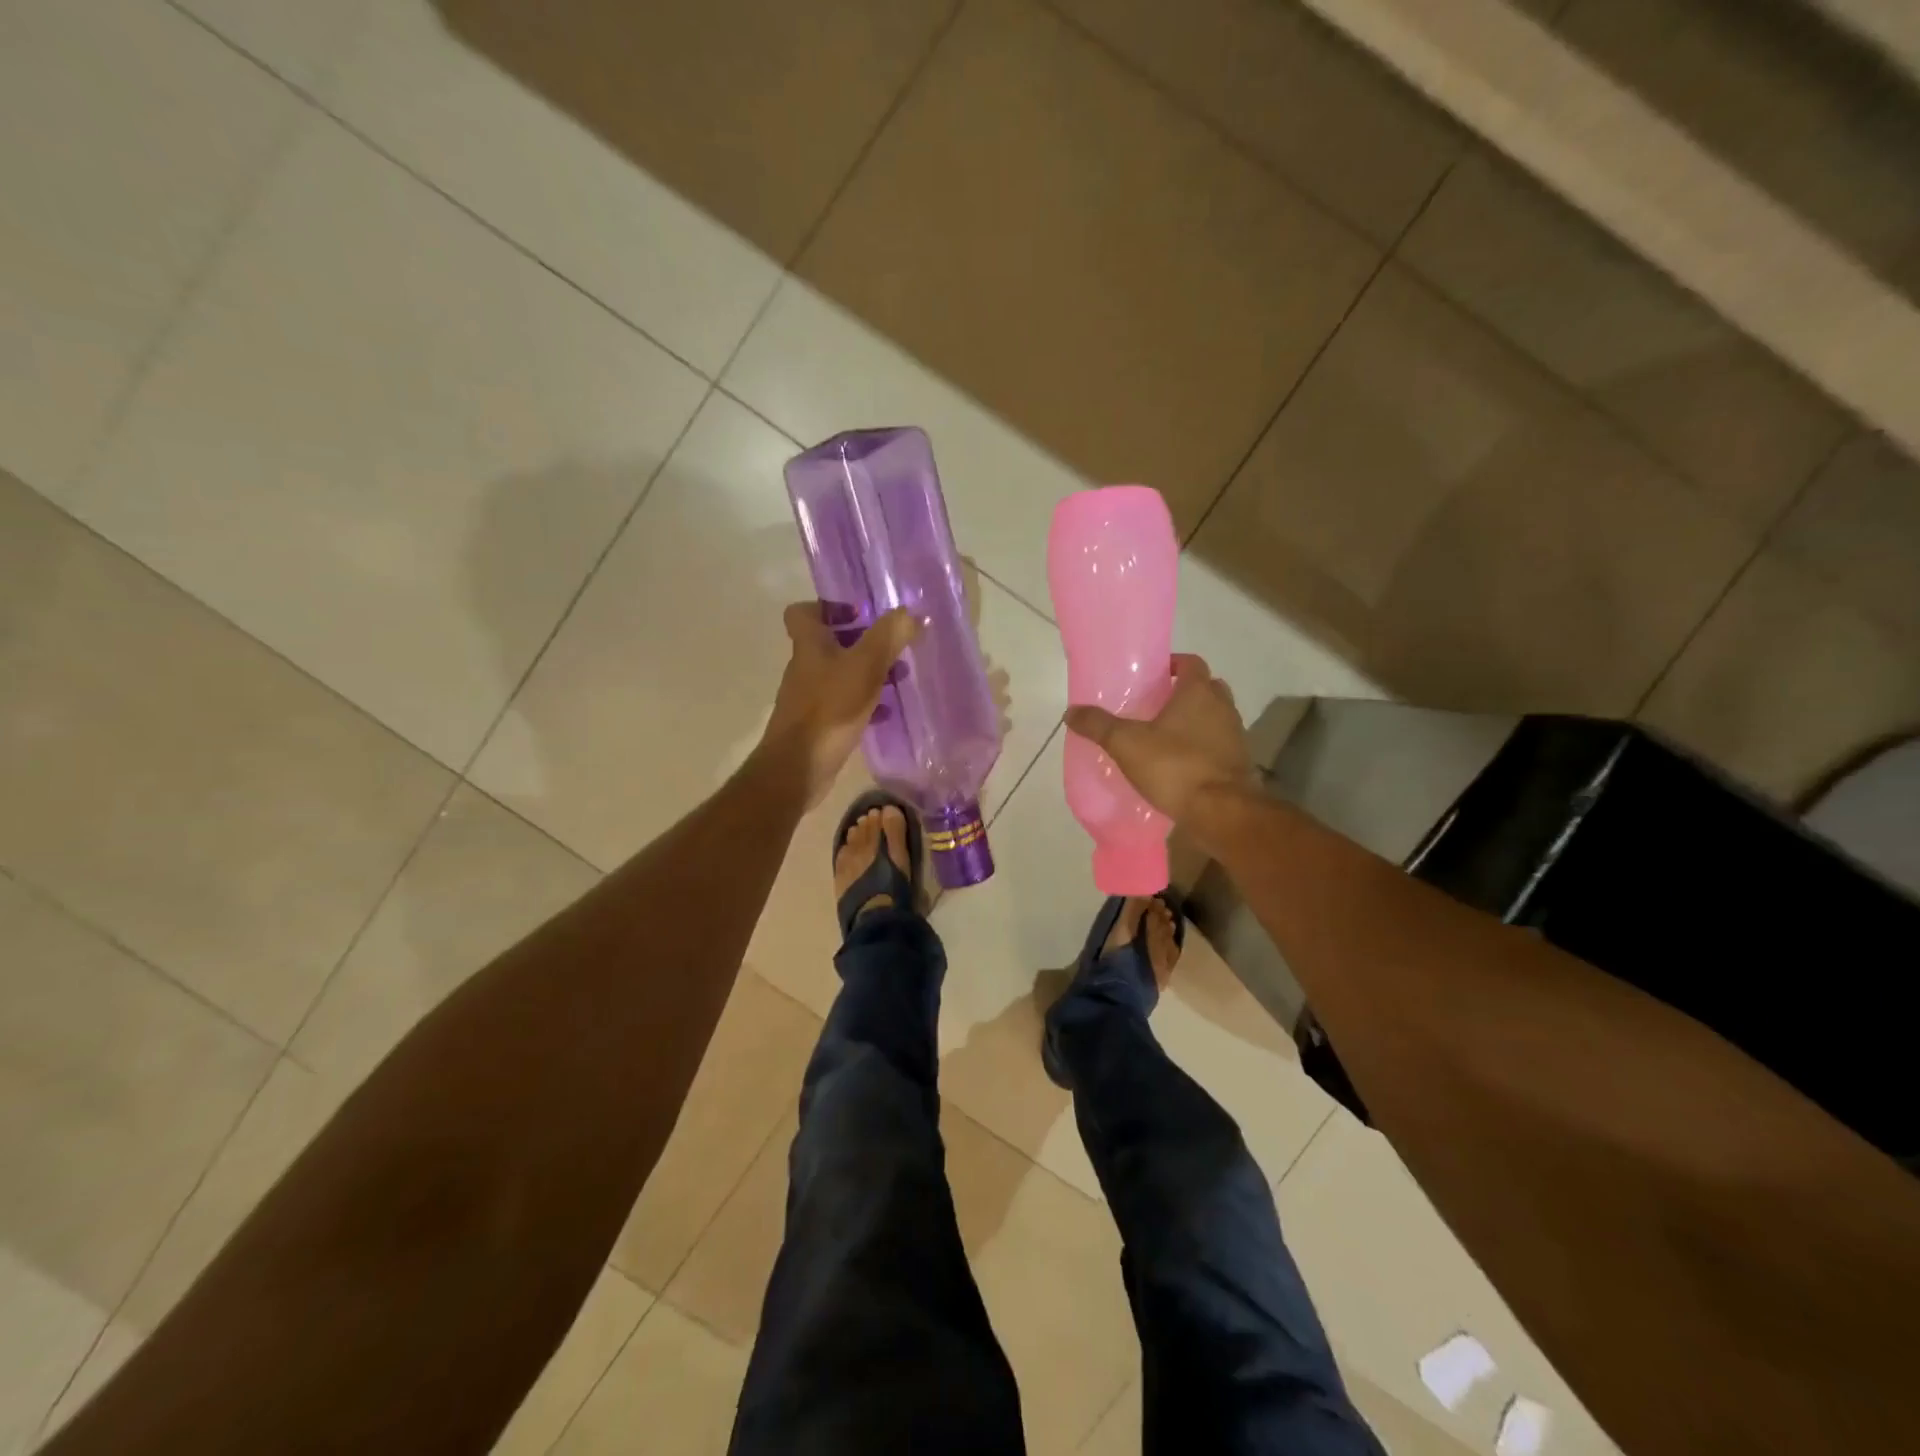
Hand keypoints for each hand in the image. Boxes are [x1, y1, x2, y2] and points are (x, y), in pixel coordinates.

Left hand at [763, 602, 919, 806]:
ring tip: (898, 679)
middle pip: (829, 643)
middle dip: (862, 642)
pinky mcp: (816, 725)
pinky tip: (886, 713)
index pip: (804, 612)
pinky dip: (864, 702)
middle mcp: (805, 668)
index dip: (829, 606)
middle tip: (892, 648)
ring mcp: (808, 698)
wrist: (798, 767)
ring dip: (867, 673)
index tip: (861, 614)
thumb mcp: (865, 667)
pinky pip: (843, 703)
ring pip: (839, 674)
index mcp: (810, 646)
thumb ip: (888, 636)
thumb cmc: (830, 710)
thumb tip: (910, 613)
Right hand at [1064, 653, 1253, 827]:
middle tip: (1157, 705)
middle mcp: (1223, 708)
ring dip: (1196, 722)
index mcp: (1198, 692)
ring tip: (1165, 737)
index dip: (1173, 664)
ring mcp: (1236, 737)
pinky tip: (1180, 765)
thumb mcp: (1126, 744)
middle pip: (1207, 688)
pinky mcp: (1239, 765)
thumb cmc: (1175, 767)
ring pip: (1215, 718)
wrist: (1221, 813)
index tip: (1154, 675)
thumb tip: (1071, 712)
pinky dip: (1202, 749)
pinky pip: (1218, 746)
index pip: (1191, 662)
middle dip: (1185, 693)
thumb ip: (1098, 725)